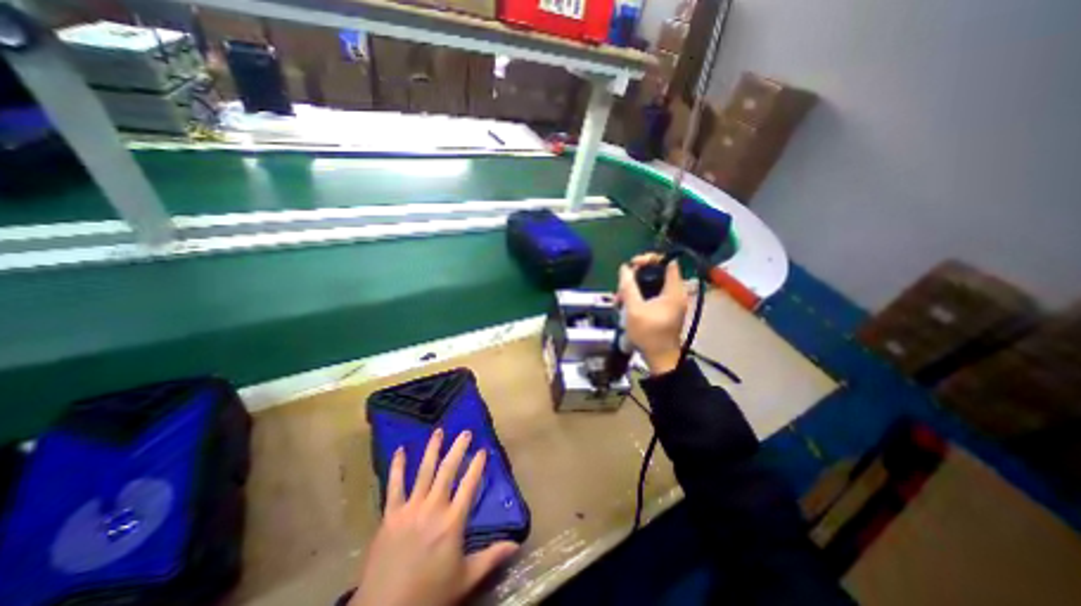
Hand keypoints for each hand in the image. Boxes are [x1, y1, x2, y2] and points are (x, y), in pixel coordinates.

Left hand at [351, 428, 519, 605]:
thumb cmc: (430, 594)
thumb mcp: (465, 579)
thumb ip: (491, 558)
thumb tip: (517, 544)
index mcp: (453, 521)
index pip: (469, 485)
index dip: (477, 466)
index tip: (483, 450)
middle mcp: (433, 508)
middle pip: (447, 471)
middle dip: (458, 449)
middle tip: (465, 432)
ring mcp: (410, 509)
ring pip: (423, 472)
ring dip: (432, 450)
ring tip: (439, 431)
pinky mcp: (390, 515)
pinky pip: (394, 486)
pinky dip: (397, 467)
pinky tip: (400, 450)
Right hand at [615, 254, 682, 376]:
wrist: (659, 358)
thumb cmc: (648, 333)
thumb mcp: (634, 309)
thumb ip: (628, 287)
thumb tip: (624, 268)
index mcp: (674, 290)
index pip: (668, 262)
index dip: (651, 258)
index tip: (634, 264)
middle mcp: (676, 293)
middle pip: (658, 272)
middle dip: (637, 275)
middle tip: (622, 284)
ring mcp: (671, 301)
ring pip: (652, 284)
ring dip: (635, 287)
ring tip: (620, 297)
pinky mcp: (665, 309)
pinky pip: (652, 294)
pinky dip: (639, 295)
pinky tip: (625, 303)